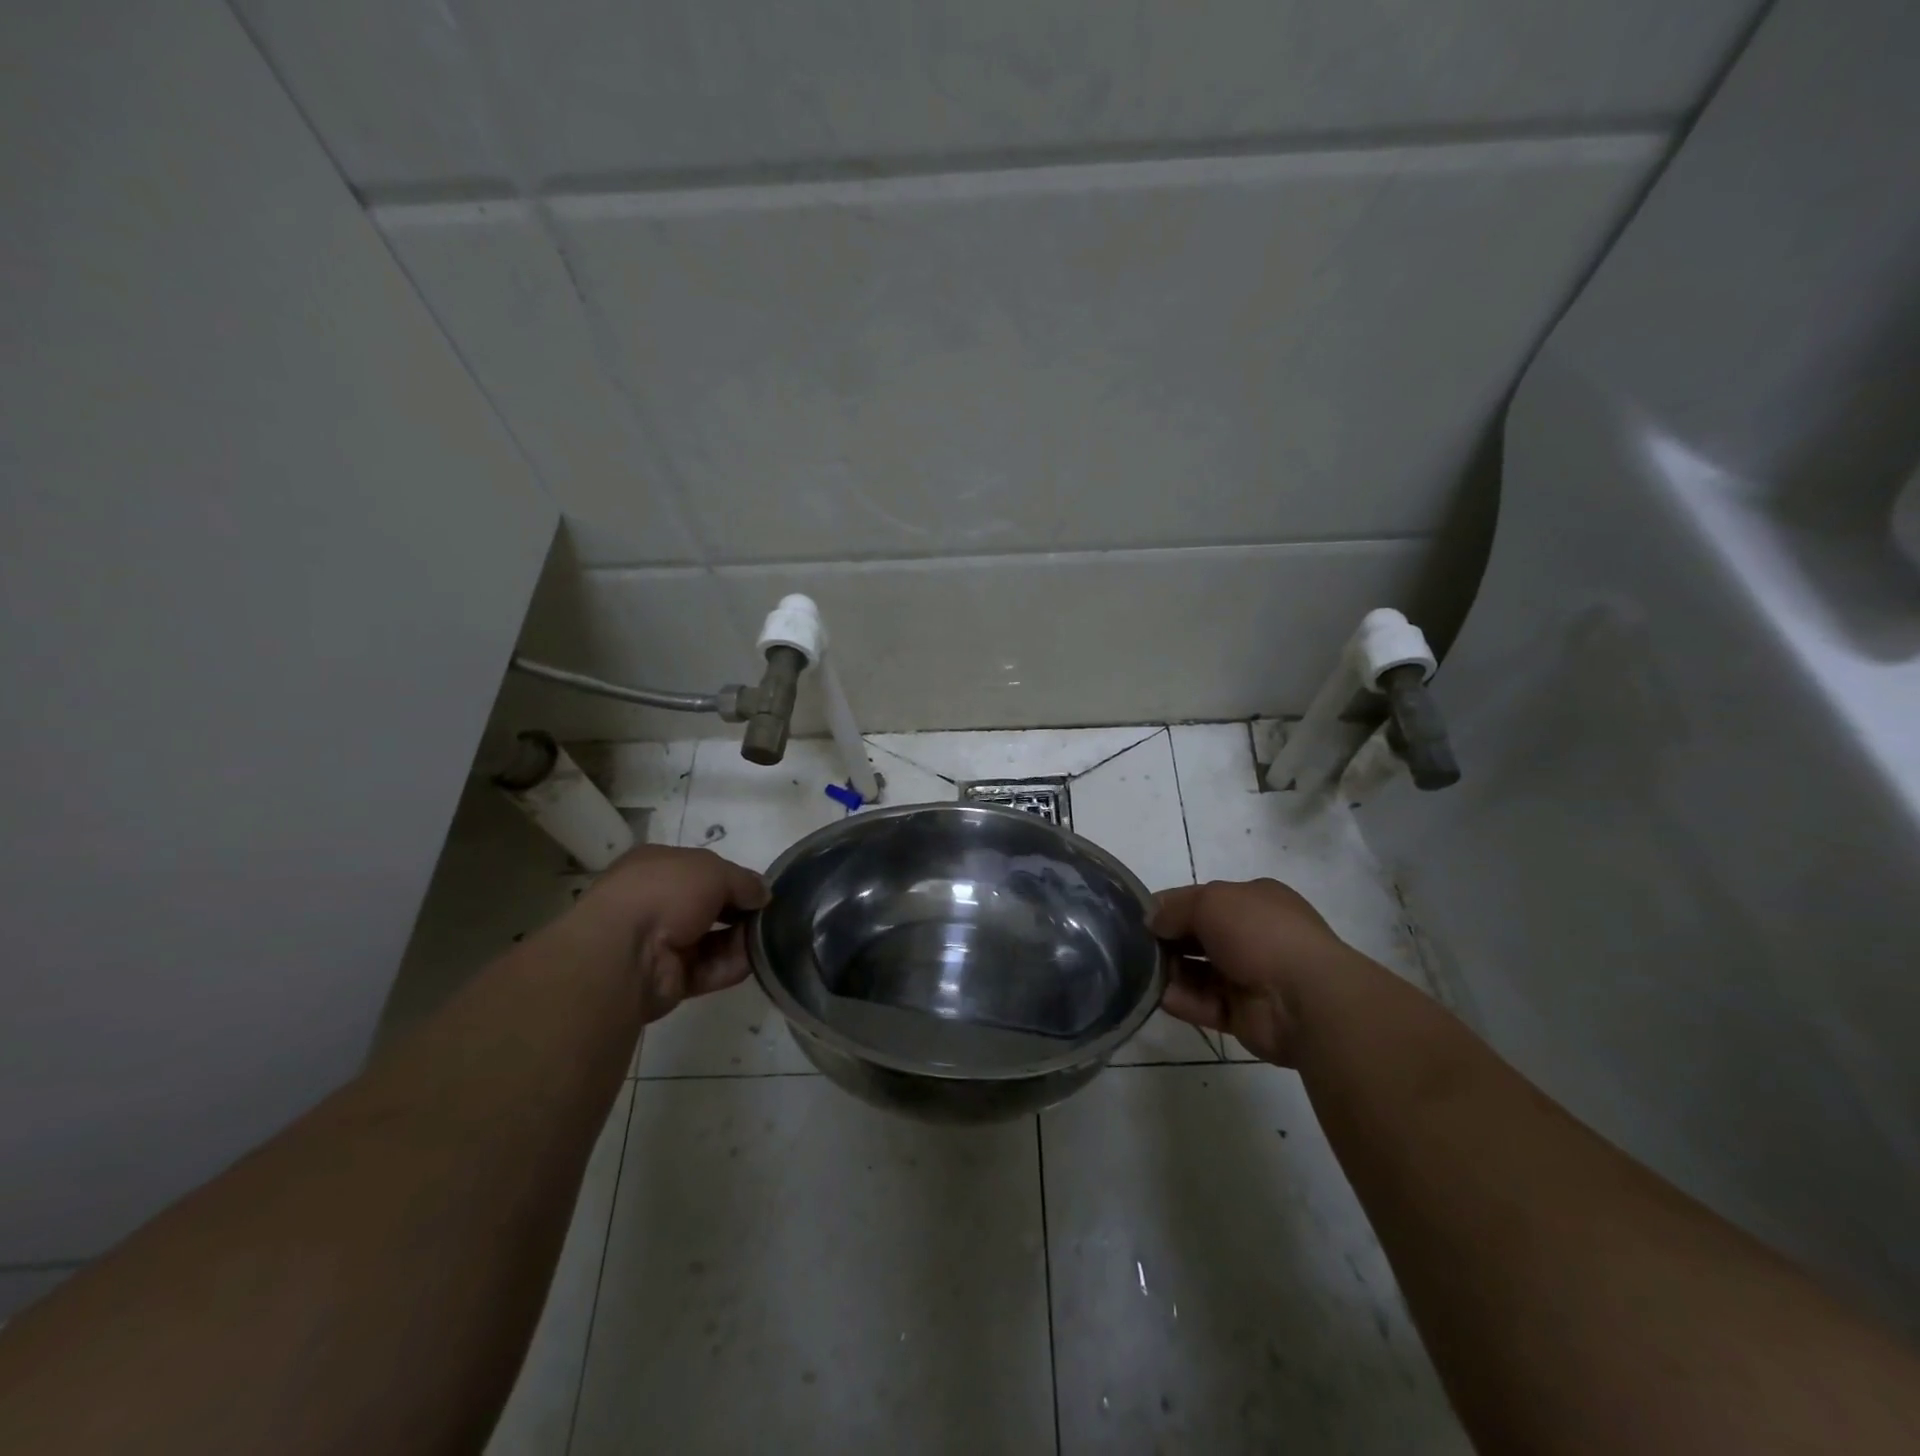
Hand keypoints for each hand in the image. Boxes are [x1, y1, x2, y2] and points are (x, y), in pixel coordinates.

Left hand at [569, 844, 768, 1024]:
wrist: (624, 953)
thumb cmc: (665, 892)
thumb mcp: (714, 870)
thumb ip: (744, 881)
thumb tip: (763, 894)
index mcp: (657, 867)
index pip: (703, 870)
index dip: (734, 879)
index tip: (761, 890)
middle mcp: (657, 902)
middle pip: (710, 906)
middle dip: (741, 911)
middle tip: (770, 916)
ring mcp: (661, 943)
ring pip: (713, 940)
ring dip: (741, 939)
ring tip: (768, 939)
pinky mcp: (669, 978)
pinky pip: (709, 969)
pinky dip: (732, 965)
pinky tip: (753, 960)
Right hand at [1150, 878, 1351, 1065]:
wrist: (1305, 999)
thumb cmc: (1260, 933)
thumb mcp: (1210, 901)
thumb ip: (1175, 908)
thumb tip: (1152, 921)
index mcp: (1255, 901)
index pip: (1203, 899)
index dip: (1170, 906)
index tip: (1139, 917)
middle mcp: (1254, 936)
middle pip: (1198, 936)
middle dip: (1167, 940)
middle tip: (1132, 946)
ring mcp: (1250, 977)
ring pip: (1198, 972)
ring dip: (1170, 972)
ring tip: (1138, 972)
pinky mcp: (1243, 1015)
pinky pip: (1204, 1004)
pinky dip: (1181, 1000)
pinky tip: (1158, 996)